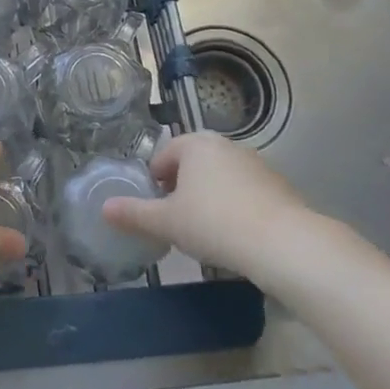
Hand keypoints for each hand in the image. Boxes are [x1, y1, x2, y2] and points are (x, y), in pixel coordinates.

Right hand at [102, 133, 338, 289]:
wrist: (285, 245)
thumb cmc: (215, 224)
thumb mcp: (167, 222)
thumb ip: (134, 214)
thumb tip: (104, 209)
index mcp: (195, 144)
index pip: (163, 157)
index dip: (155, 184)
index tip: (157, 211)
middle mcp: (225, 145)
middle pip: (192, 165)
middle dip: (182, 190)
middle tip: (178, 222)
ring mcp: (256, 163)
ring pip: (220, 178)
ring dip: (210, 198)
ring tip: (208, 232)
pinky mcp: (279, 186)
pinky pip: (246, 193)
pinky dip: (236, 208)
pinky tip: (237, 237)